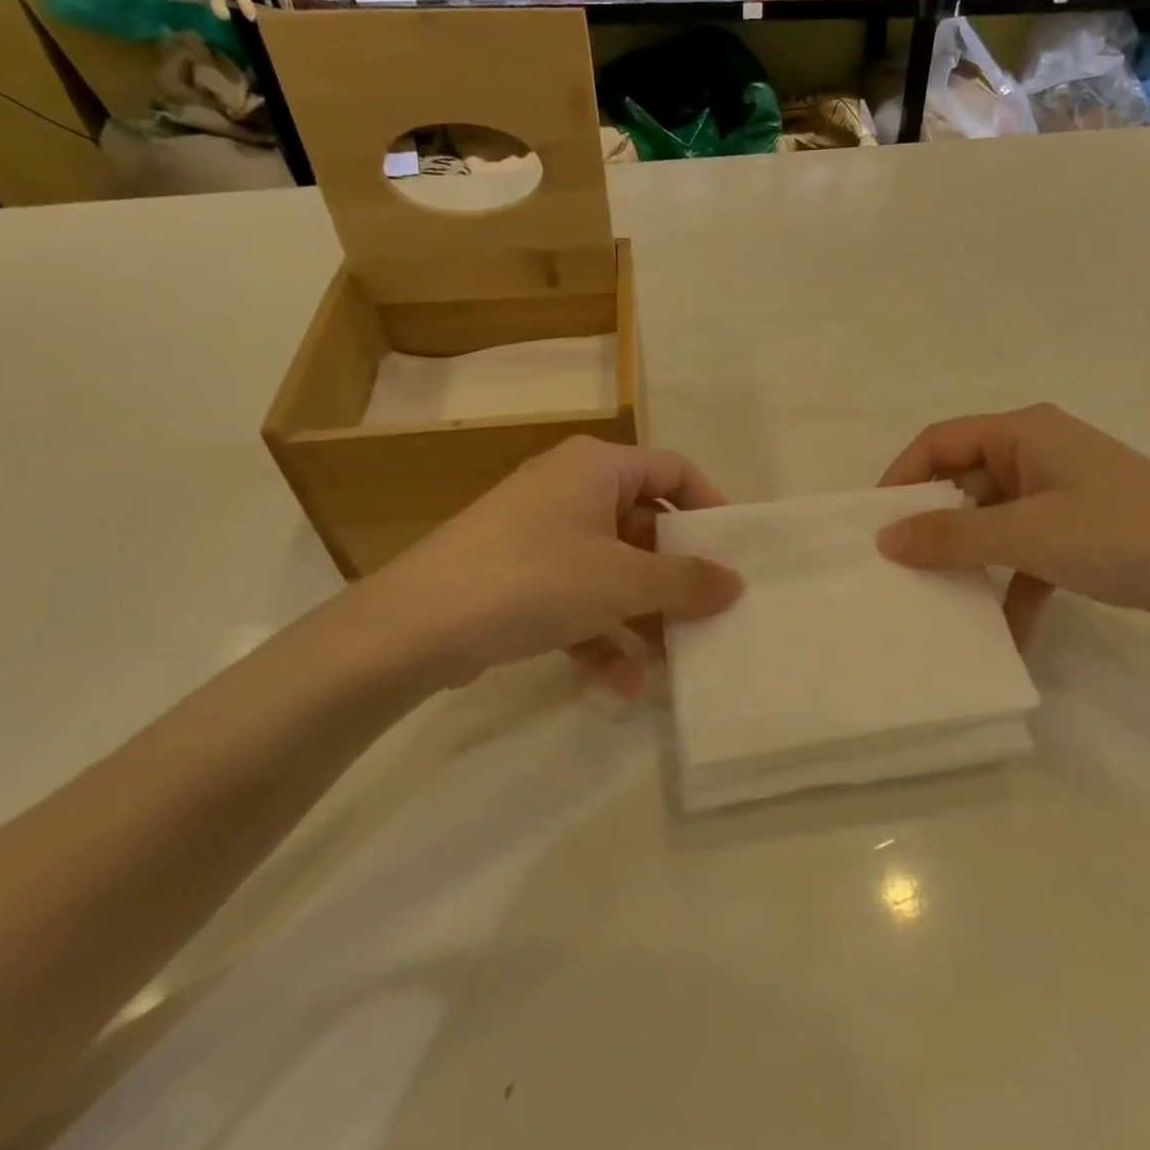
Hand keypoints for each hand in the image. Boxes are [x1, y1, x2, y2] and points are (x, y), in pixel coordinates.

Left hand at [342, 437, 742, 693]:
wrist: (413, 627)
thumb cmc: (534, 578)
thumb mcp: (621, 581)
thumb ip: (685, 581)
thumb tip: (735, 583)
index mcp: (597, 466)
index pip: (673, 469)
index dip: (708, 506)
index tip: (732, 552)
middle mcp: (569, 489)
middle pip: (643, 523)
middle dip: (674, 574)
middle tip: (708, 613)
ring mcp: (539, 534)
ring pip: (611, 567)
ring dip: (641, 613)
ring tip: (672, 658)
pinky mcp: (516, 576)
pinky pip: (575, 597)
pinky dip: (600, 633)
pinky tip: (622, 683)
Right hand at [876, 404, 1149, 640]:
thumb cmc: (1122, 534)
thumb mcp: (1029, 536)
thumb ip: (953, 537)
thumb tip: (885, 539)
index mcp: (1024, 433)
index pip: (940, 441)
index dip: (902, 478)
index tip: (875, 524)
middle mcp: (1037, 454)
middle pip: (965, 483)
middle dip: (934, 527)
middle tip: (900, 568)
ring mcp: (1059, 493)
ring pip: (993, 522)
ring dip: (972, 561)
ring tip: (939, 601)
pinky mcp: (1078, 531)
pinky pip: (1028, 554)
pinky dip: (1014, 588)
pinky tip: (1006, 635)